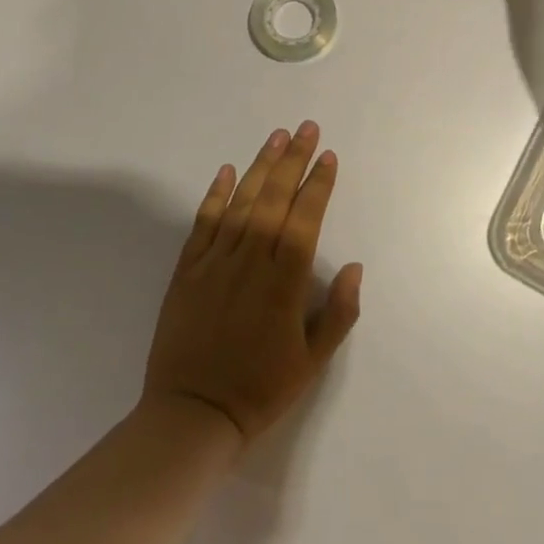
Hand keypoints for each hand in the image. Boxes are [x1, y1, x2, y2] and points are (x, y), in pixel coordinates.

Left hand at [144, 122, 361, 445]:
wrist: (192, 415)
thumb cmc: (260, 390)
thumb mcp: (313, 362)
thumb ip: (339, 313)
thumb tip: (355, 267)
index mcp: (285, 283)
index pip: (305, 219)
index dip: (318, 185)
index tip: (327, 156)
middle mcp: (251, 262)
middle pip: (275, 199)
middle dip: (293, 160)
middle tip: (306, 128)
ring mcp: (215, 262)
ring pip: (241, 203)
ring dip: (260, 166)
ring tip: (276, 136)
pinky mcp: (187, 270)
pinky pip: (204, 223)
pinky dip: (216, 194)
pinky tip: (228, 171)